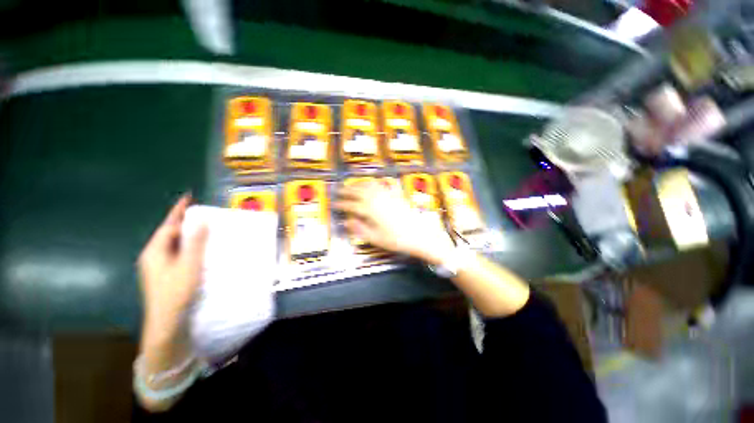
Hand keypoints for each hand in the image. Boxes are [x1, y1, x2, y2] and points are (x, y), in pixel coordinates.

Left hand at [138, 194, 207, 347]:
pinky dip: (188, 247)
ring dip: (188, 235)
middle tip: (201, 213)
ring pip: (174, 244)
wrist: (166, 322)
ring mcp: (158, 266)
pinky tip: (199, 250)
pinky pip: (177, 254)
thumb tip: (202, 221)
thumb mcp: (189, 265)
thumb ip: (196, 242)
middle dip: (184, 222)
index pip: (168, 225)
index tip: (188, 197)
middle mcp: (153, 256)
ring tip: (204, 229)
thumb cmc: (176, 291)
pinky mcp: (165, 274)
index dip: (179, 211)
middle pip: (170, 234)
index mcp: (155, 251)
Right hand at [334, 179, 454, 263]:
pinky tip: (379, 179)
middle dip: (348, 190)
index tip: (335, 204)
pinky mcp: (398, 195)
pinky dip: (382, 180)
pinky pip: (389, 183)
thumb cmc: (397, 240)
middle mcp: (379, 199)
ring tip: (353, 184)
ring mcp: (389, 195)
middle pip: (360, 191)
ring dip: (361, 183)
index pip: (352, 205)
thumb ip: (360, 229)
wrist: (419, 236)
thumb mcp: (376, 238)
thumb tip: (347, 221)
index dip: (343, 204)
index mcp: (371, 210)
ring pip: (372, 185)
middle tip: (339, 190)